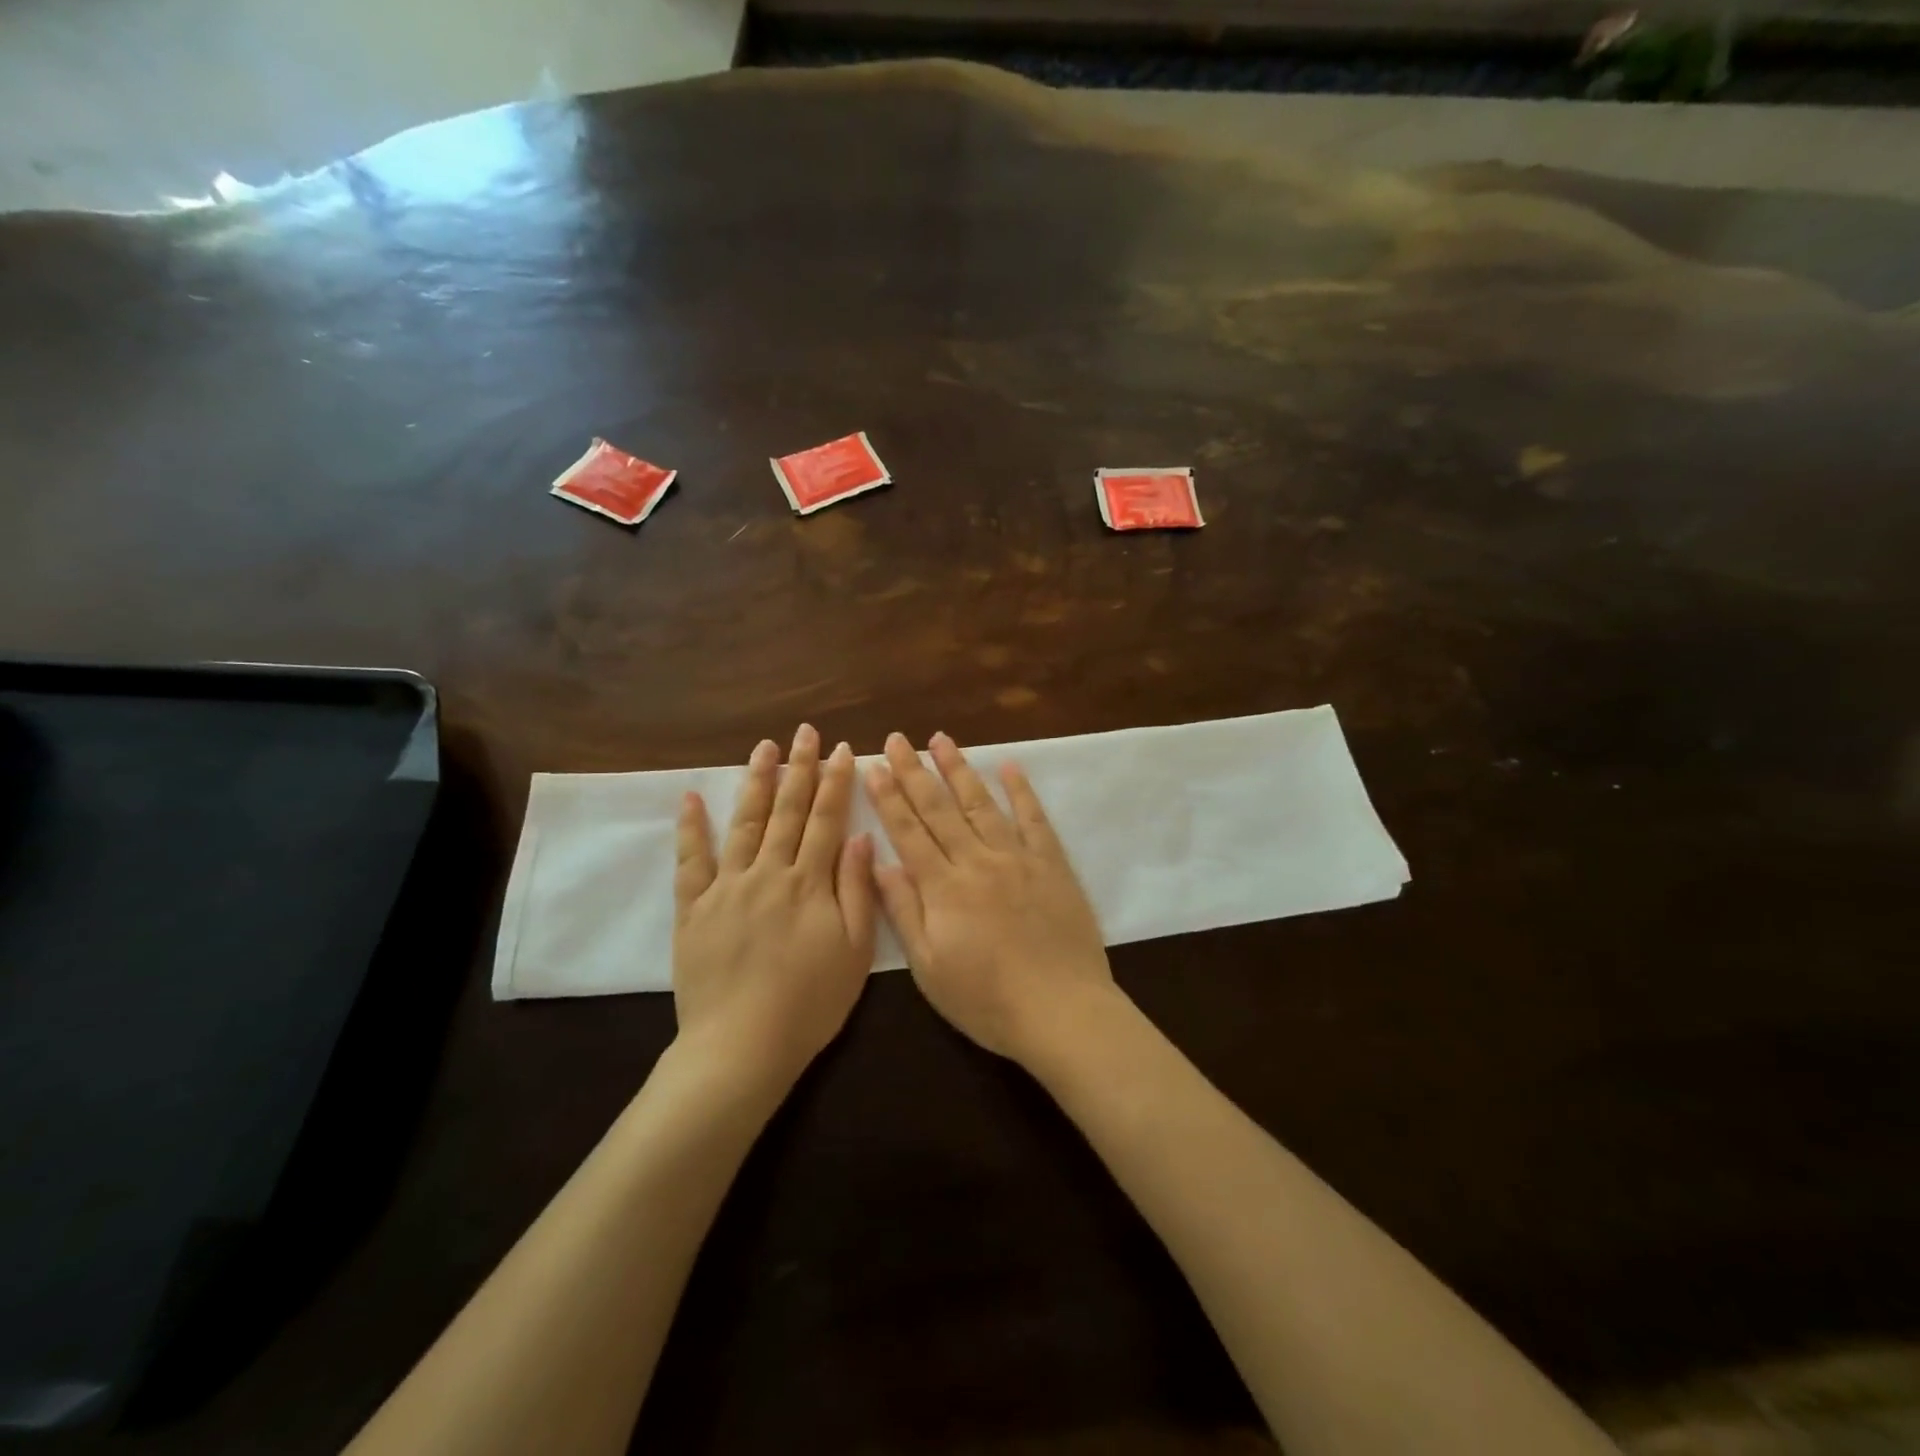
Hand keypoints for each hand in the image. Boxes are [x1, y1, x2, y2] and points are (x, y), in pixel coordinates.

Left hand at [673, 724, 876, 1089]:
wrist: (741, 1046)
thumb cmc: (809, 1004)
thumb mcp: (853, 951)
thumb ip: (856, 890)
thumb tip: (857, 836)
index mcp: (809, 883)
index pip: (826, 820)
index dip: (835, 782)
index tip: (842, 749)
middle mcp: (768, 873)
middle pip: (787, 811)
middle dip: (799, 768)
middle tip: (805, 732)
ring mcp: (727, 887)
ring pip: (745, 823)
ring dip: (756, 783)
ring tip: (764, 748)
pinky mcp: (693, 908)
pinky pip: (691, 861)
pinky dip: (691, 828)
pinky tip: (692, 797)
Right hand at [865, 731, 1117, 1063]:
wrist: (1062, 1011)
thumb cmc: (987, 1000)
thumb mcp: (930, 968)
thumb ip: (905, 912)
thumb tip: (880, 863)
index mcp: (943, 888)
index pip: (908, 832)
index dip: (888, 798)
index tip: (874, 765)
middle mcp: (976, 861)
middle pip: (939, 809)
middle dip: (914, 771)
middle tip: (897, 738)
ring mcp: (1017, 858)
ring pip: (981, 804)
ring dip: (959, 769)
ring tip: (942, 739)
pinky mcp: (1051, 864)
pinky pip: (1034, 819)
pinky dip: (1021, 791)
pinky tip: (1010, 766)